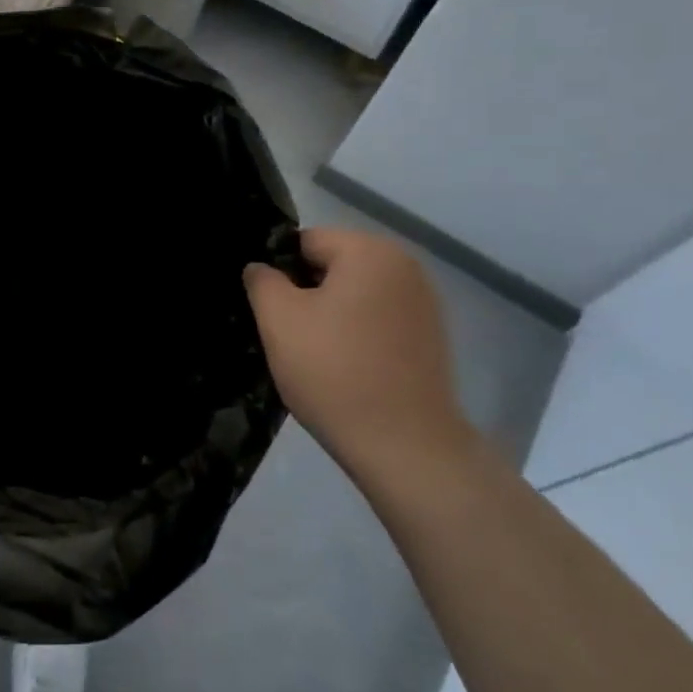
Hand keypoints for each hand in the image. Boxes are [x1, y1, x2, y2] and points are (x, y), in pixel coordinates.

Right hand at [243, 228, 470, 478]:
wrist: (406, 449)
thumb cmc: (335, 373)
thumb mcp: (278, 320)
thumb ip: (261, 280)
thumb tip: (261, 268)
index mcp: (370, 251)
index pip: (304, 243)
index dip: (279, 273)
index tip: (270, 311)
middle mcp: (405, 266)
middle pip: (332, 266)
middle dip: (305, 293)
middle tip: (288, 335)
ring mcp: (424, 303)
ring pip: (354, 294)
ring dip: (331, 315)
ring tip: (316, 355)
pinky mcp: (431, 338)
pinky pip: (377, 319)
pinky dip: (357, 334)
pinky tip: (346, 368)